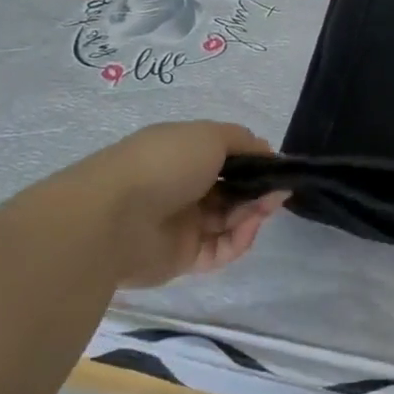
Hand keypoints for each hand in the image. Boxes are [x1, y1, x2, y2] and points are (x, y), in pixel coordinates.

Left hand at [34, 121, 287, 288]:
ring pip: (229, 220)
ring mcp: (182, 224)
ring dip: (253, 213)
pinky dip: (239, 239)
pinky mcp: (183, 258)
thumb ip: (242, 141)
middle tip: (279, 191)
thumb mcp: (209, 135)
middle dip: (258, 189)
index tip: (278, 167)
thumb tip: (266, 150)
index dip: (253, 163)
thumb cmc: (164, 164)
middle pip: (231, 191)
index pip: (225, 159)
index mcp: (182, 155)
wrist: (113, 218)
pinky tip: (250, 227)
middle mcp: (182, 188)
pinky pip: (221, 249)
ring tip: (268, 207)